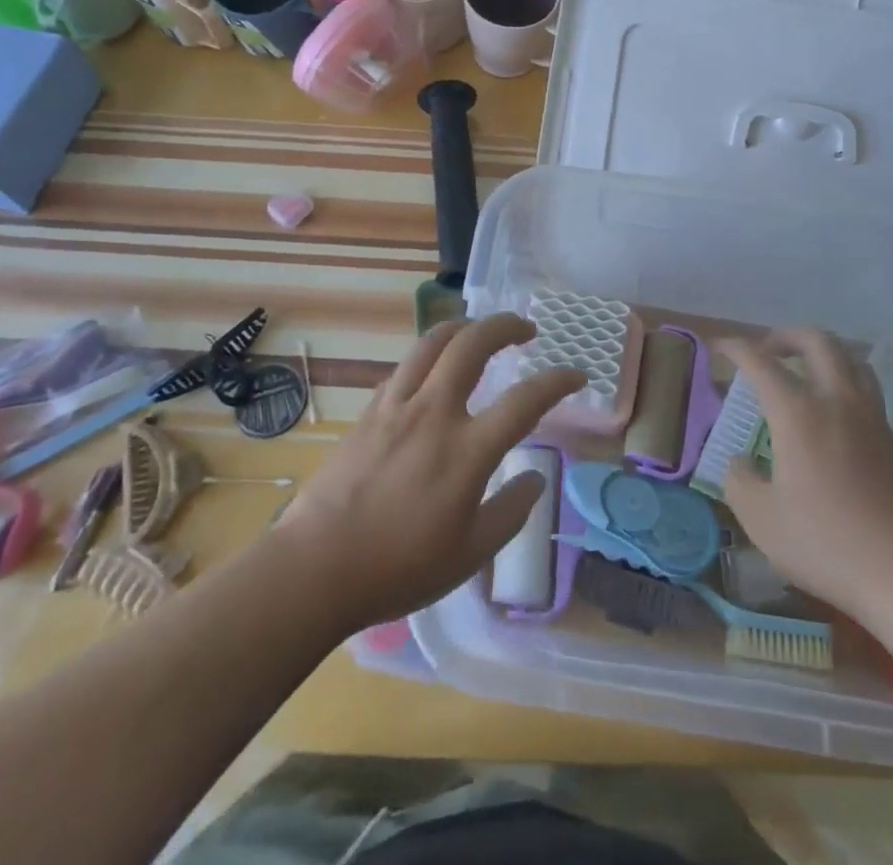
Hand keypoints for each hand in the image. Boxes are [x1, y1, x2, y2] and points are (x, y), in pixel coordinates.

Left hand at [275, 314, 583, 634]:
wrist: (316, 567)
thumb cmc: (399, 567)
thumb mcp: (470, 554)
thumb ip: (511, 511)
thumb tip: (535, 478)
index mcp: (467, 451)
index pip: (525, 400)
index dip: (558, 381)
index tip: (577, 374)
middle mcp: (434, 413)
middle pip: (473, 344)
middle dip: (506, 325)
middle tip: (525, 329)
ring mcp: (397, 406)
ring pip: (433, 342)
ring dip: (464, 327)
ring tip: (480, 331)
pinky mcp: (370, 411)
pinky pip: (405, 367)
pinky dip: (429, 356)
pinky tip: (434, 371)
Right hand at [720, 329, 892, 619]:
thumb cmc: (826, 542)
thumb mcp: (761, 519)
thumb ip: (740, 481)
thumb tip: (740, 462)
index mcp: (798, 413)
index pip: (761, 362)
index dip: (736, 347)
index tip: (720, 346)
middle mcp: (837, 402)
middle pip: (817, 341)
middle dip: (786, 336)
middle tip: (766, 351)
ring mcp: (872, 419)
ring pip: (852, 360)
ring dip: (823, 354)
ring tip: (804, 373)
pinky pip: (867, 392)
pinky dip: (844, 385)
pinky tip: (833, 417)